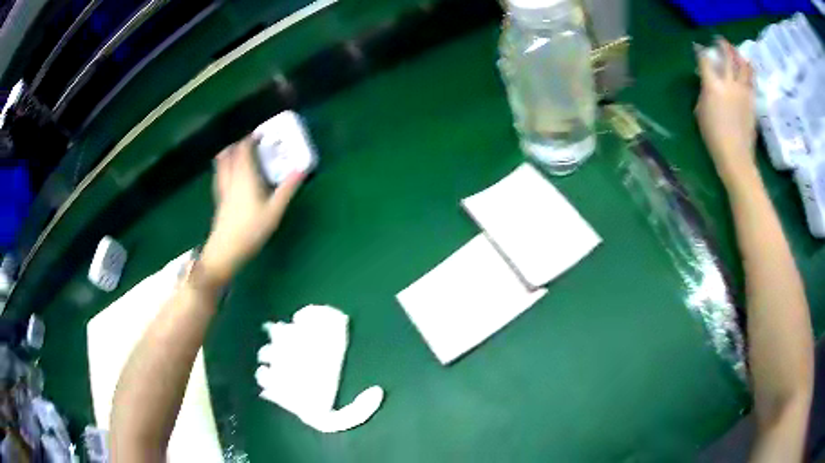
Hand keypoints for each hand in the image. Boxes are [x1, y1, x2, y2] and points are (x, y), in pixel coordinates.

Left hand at [201, 136, 303, 283]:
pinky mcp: (219, 198)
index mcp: (245, 175)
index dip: (251, 138)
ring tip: (242, 156)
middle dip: (240, 143)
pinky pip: (220, 174)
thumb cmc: (251, 229)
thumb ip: (288, 188)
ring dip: (230, 153)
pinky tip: (233, 175)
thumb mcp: (275, 210)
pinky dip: (226, 167)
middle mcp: (231, 177)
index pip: (244, 148)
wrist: (226, 249)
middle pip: (230, 152)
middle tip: (253, 144)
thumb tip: (302, 168)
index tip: (262, 134)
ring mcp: (222, 187)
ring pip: (221, 162)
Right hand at [695, 39, 756, 184]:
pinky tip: (748, 67)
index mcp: (713, 85)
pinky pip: (751, 79)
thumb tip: (707, 84)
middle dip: (722, 45)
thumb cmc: (714, 137)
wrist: (736, 157)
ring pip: (743, 65)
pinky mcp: (752, 101)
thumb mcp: (701, 113)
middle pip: (727, 56)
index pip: (705, 60)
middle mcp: (729, 83)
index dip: (701, 51)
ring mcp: (743, 91)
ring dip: (738, 54)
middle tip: (719, 41)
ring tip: (736, 51)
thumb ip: (704, 93)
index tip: (698, 47)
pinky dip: (749, 70)